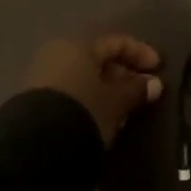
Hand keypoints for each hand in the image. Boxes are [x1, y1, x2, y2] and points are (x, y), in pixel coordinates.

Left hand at [23, 34, 164, 144]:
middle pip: (97, 58)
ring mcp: (41, 75)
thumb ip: (136, 90)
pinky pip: (69, 89)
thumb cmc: (83, 113)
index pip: (116, 42)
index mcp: (79, 45)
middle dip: (122, 73)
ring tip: (122, 108)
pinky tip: (98, 115)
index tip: (158, 69)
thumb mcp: (116, 103)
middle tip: (140, 91)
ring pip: (82, 75)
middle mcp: (58, 53)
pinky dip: (87, 97)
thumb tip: (154, 83)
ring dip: (104, 88)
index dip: (140, 53)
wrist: (34, 148)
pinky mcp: (32, 99)